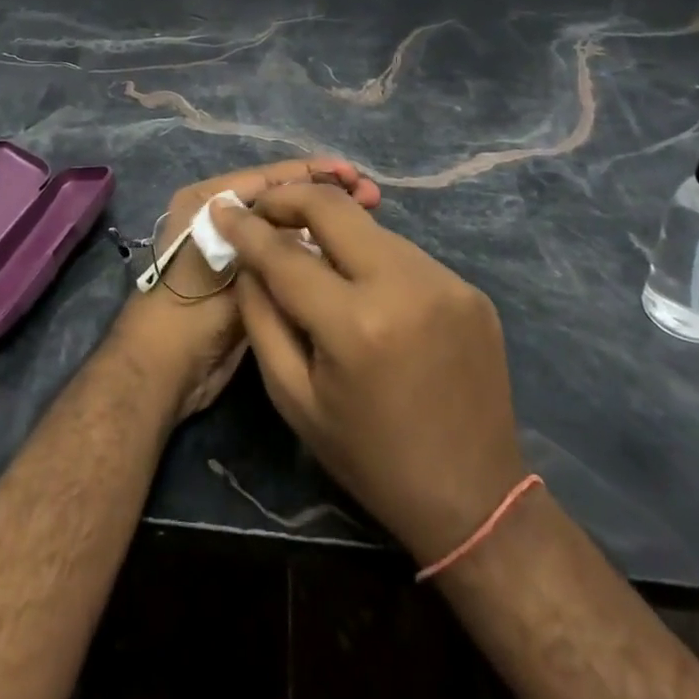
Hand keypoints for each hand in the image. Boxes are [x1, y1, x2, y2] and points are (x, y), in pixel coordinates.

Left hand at [112, 160, 380, 425]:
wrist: (167, 371)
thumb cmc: (189, 308)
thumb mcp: (230, 261)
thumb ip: (270, 238)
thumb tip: (318, 216)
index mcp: (207, 202)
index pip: (267, 178)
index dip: (311, 174)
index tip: (352, 174)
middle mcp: (221, 219)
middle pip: (280, 199)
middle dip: (323, 195)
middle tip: (370, 194)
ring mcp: (237, 251)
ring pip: (287, 227)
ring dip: (322, 222)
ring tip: (369, 213)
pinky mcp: (250, 280)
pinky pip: (286, 256)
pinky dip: (313, 250)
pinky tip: (345, 250)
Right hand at [212, 184, 525, 564]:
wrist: (476, 501)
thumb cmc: (370, 457)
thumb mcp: (294, 397)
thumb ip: (261, 317)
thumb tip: (247, 257)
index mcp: (356, 325)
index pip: (285, 253)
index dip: (247, 226)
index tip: (223, 207)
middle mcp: (404, 286)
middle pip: (333, 207)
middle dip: (289, 197)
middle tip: (264, 210)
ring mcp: (445, 282)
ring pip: (369, 227)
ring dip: (332, 231)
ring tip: (311, 253)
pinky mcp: (468, 288)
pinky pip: (402, 254)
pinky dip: (370, 258)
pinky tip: (362, 286)